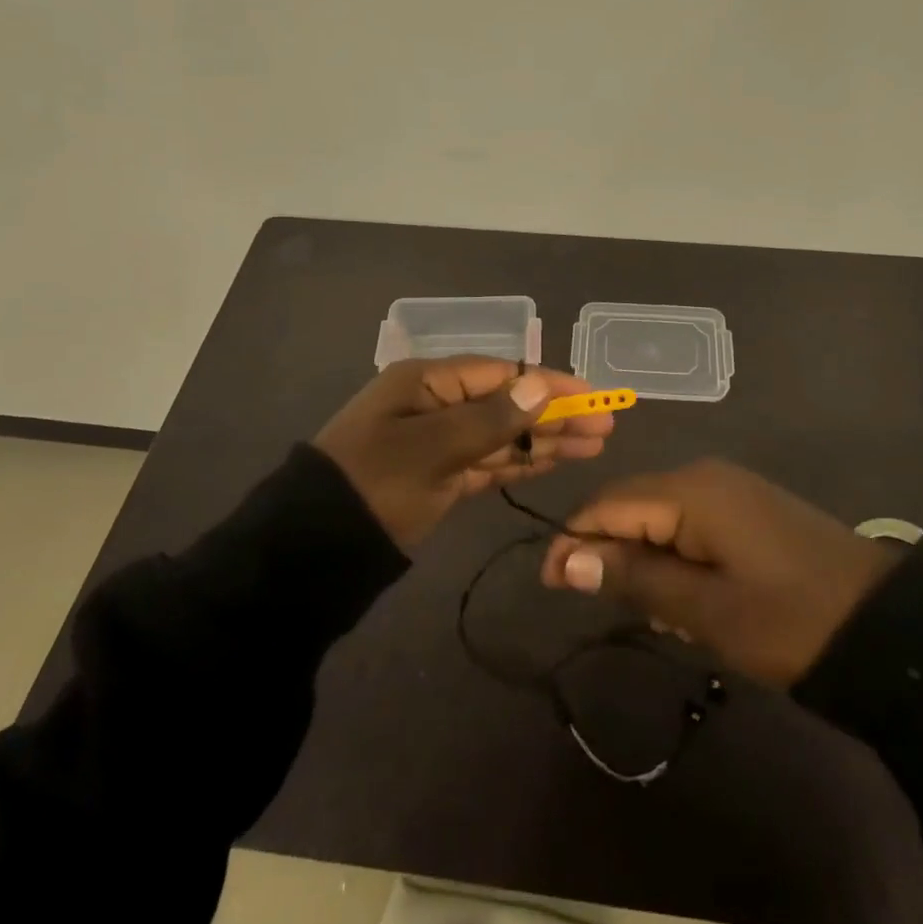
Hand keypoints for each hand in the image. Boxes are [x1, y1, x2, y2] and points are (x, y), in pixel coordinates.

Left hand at [314, 357, 613, 552]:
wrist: (316, 549)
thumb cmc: (375, 483)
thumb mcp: (432, 448)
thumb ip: (490, 419)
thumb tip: (540, 385)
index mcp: (427, 381)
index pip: (502, 374)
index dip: (550, 384)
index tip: (593, 397)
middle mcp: (436, 404)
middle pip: (507, 402)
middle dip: (556, 413)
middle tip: (606, 427)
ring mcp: (439, 442)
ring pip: (503, 434)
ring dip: (546, 438)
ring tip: (595, 445)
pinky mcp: (440, 477)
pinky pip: (488, 461)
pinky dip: (520, 461)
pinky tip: (554, 460)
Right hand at [540, 460, 899, 685]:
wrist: (886, 626)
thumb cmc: (788, 618)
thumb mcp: (703, 607)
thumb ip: (633, 576)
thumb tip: (565, 559)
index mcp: (689, 490)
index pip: (606, 504)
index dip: (573, 541)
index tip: (550, 586)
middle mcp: (703, 476)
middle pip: (631, 506)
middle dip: (612, 555)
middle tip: (619, 611)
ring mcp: (729, 489)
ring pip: (659, 518)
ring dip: (647, 563)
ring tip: (666, 616)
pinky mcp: (747, 509)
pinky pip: (690, 524)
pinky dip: (676, 559)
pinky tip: (693, 600)